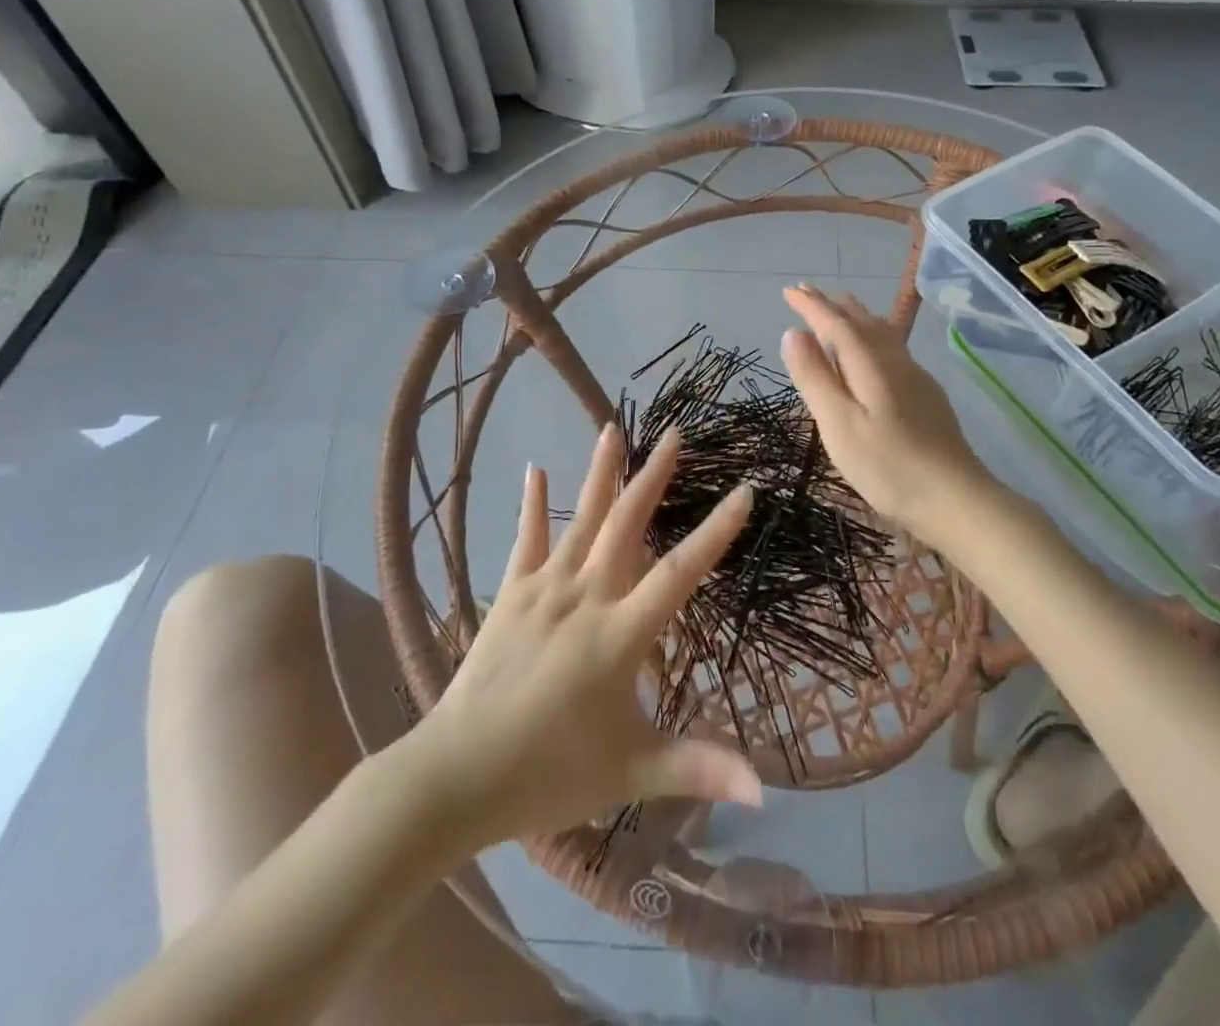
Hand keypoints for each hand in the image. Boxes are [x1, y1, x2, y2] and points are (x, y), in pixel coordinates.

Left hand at [406, 424, 761, 849]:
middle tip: (675, 433)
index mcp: (619, 635)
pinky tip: (535, 469)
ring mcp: (543, 591)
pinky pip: (525, 540)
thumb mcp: (632, 774)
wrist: (454, 778)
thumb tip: (765, 790)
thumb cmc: (549, 775)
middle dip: (654, 477)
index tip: (744, 490)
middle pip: (626, 524)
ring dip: (600, 473)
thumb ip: (698, 770)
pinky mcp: (510, 595)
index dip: (716, 531)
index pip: (679, 572)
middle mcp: (585, 597)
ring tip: (613, 428)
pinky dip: (532, 504)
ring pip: (580, 520)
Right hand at [780, 284, 994, 540]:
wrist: (955, 498)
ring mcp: (915, 377)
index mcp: (870, 364)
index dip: (811, 306)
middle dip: (832, 306)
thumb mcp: (839, 424)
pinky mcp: (926, 396)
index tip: (789, 289)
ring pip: (882, 333)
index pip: (835, 324)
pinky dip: (873, 336)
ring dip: (856, 316)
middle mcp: (894, 361)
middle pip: (861, 323)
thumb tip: (793, 332)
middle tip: (807, 291)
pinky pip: (892, 348)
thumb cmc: (888, 466)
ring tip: (843, 304)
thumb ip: (815, 377)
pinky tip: (877, 348)